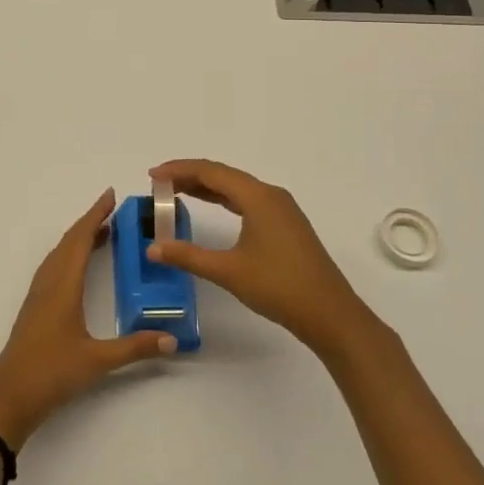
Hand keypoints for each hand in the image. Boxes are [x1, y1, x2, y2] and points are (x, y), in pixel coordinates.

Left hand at [0, 189, 175, 447]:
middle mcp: (48, 283)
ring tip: (103, 233)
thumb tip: (172, 339)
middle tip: (114, 211)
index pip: (80, 239)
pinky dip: (69, 256)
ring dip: (79, 239)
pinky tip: (79, 267)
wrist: (9, 398)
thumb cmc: (51, 373)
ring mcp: (38, 295)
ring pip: (59, 255)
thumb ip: (135, 347)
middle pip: (68, 242)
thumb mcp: (98, 361)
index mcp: (62, 285)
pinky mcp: (35, 308)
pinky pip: (54, 268)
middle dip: (90, 222)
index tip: (110, 196)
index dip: (95, 215)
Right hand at [147, 159, 372, 357]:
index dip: (179, 170)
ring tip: (177, 193)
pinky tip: (212, 209)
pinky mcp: (286, 225)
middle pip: (223, 175)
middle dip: (189, 176)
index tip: (152, 176)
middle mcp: (270, 195)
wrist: (331, 314)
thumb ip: (188, 256)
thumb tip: (153, 248)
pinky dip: (224, 200)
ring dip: (207, 188)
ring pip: (237, 188)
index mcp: (257, 197)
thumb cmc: (279, 287)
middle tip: (159, 185)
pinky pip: (248, 201)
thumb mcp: (228, 271)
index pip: (210, 172)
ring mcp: (282, 209)